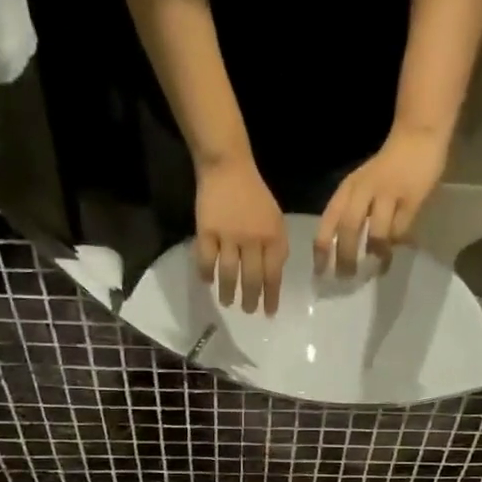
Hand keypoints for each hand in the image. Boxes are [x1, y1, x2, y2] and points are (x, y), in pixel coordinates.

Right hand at [195, 160, 287, 313]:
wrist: (228, 168)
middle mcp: (253, 239)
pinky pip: (206, 260)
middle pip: (251, 278)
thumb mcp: (276, 220)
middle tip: (248, 312)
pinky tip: (207, 282)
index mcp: (273, 236)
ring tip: (228, 302)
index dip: (271, 297)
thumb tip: (272, 277)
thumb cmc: (255, 196)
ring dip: (228, 292)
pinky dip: (206, 274)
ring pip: (228, 273)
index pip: (273, 274)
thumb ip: (276, 247)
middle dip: (250, 300)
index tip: (269, 313)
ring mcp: (228, 235)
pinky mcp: (206, 231)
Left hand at [314, 128, 447, 277]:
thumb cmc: (387, 167)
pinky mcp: (411, 199)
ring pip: (376, 232)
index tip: (319, 271)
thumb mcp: (362, 185)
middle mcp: (364, 191)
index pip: (328, 220)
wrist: (418, 137)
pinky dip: (395, 245)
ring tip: (374, 271)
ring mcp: (388, 194)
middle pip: (348, 228)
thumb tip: (347, 250)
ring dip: (373, 254)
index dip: (322, 248)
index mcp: (348, 189)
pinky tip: (393, 256)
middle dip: (345, 257)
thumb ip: (354, 212)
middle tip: (345, 278)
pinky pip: (400, 229)